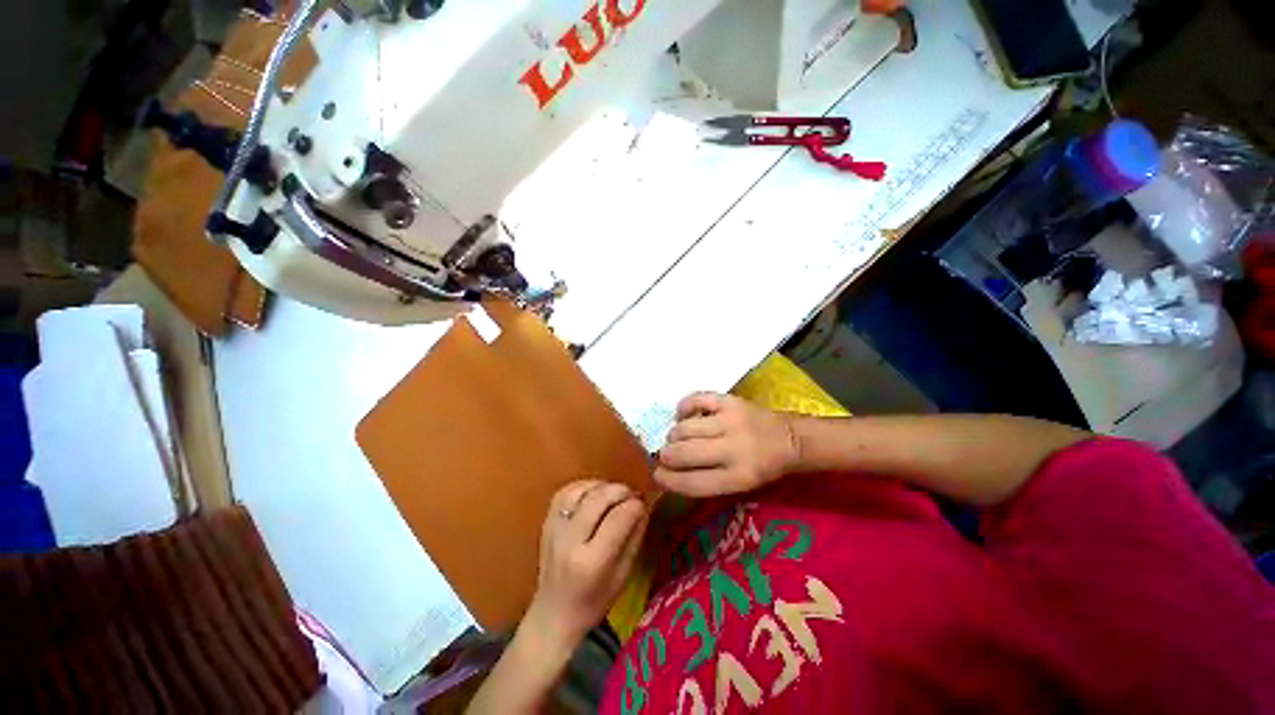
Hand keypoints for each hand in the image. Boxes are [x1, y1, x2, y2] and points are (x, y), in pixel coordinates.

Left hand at [524, 481, 647, 652]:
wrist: (553, 614)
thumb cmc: (594, 602)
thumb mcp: (623, 576)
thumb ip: (634, 539)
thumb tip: (642, 507)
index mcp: (592, 562)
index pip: (618, 519)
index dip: (634, 505)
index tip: (642, 503)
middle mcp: (570, 542)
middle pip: (598, 499)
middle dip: (620, 490)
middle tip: (631, 494)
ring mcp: (554, 530)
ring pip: (580, 491)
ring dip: (602, 486)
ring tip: (613, 493)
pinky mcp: (546, 523)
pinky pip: (564, 493)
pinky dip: (582, 486)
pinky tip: (594, 492)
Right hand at [654, 393, 799, 497]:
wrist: (790, 439)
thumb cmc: (763, 468)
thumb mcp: (740, 485)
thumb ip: (706, 480)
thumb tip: (669, 472)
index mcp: (738, 477)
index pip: (692, 482)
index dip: (668, 480)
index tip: (658, 475)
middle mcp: (733, 449)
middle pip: (683, 453)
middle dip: (666, 455)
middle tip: (665, 455)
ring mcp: (730, 420)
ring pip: (684, 428)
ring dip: (674, 434)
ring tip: (677, 437)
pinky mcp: (729, 400)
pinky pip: (695, 400)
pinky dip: (683, 407)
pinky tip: (683, 415)